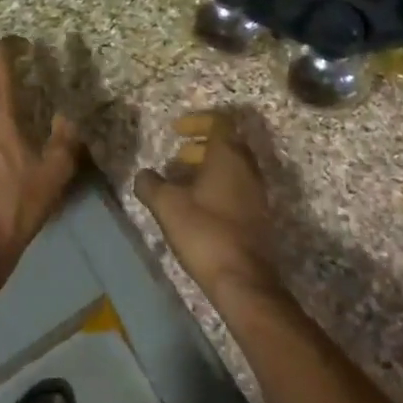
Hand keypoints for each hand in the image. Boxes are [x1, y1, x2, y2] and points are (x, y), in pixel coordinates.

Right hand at [134, 109, 284, 303]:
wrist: (244, 280)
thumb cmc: (205, 233)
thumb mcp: (168, 206)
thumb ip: (151, 185)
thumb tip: (143, 175)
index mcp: (229, 155)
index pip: (219, 121)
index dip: (196, 121)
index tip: (176, 131)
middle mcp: (248, 167)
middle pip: (226, 143)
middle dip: (200, 146)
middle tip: (177, 158)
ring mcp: (257, 192)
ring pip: (232, 167)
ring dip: (208, 168)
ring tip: (181, 184)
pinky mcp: (258, 215)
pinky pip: (237, 187)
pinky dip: (218, 187)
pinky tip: (197, 207)